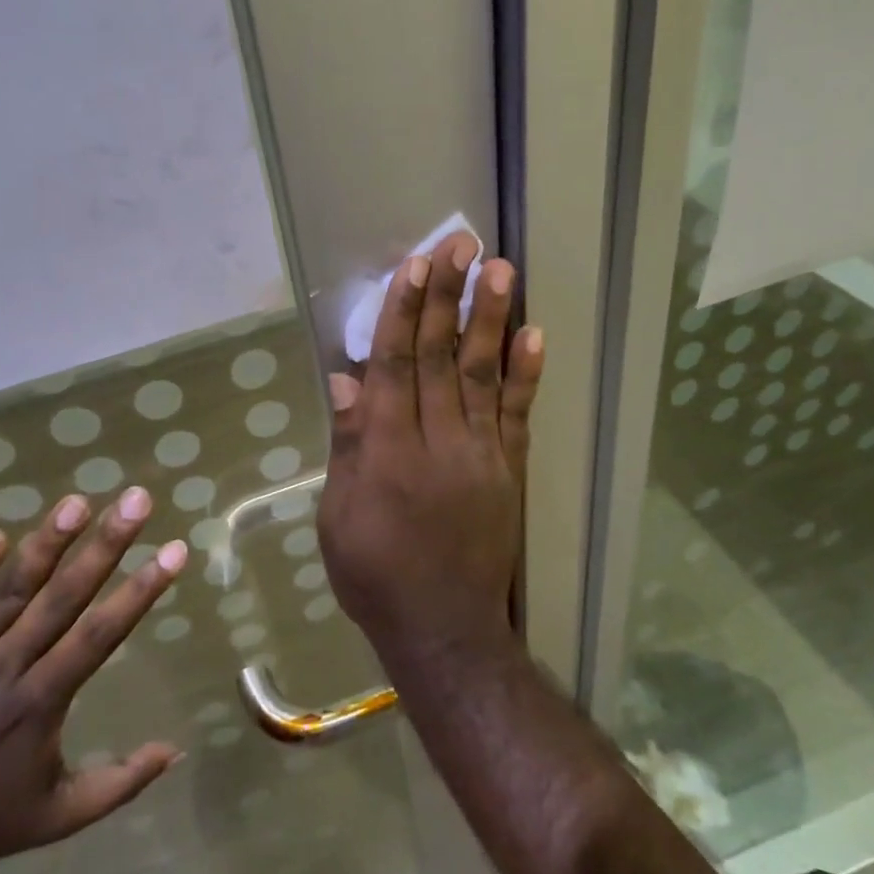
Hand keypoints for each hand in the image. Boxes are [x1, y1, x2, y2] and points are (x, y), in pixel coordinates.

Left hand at [0, 488, 186, 873]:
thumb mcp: (59, 817)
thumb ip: (120, 782)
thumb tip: (176, 751)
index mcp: (42, 701)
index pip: (102, 633)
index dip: (140, 590)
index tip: (173, 550)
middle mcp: (6, 668)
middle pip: (63, 596)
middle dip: (105, 545)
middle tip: (135, 500)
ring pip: (9, 592)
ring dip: (45, 545)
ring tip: (76, 502)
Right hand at [317, 232, 543, 665]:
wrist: (444, 628)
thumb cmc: (375, 574)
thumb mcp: (339, 517)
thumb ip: (347, 446)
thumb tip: (346, 380)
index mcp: (386, 451)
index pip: (393, 366)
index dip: (402, 312)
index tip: (412, 266)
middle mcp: (436, 441)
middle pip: (438, 356)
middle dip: (447, 296)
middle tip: (459, 244)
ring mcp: (480, 452)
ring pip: (482, 373)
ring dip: (491, 319)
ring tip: (500, 269)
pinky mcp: (509, 469)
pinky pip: (518, 414)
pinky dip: (527, 373)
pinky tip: (534, 333)